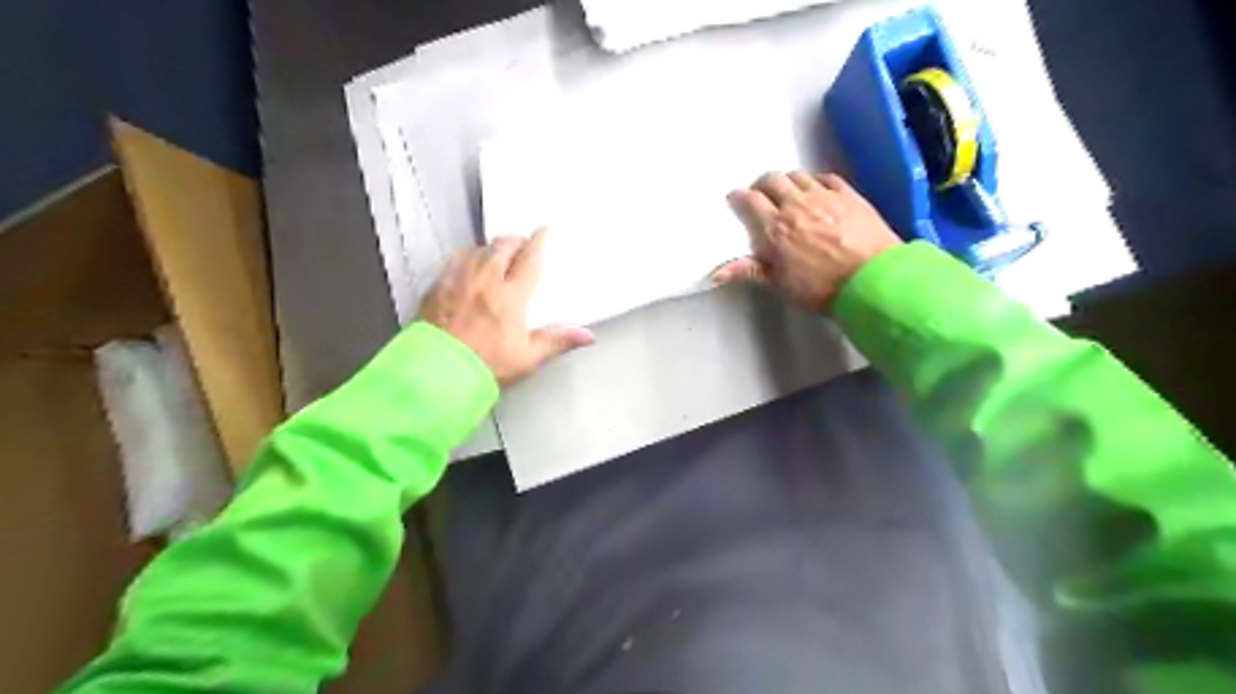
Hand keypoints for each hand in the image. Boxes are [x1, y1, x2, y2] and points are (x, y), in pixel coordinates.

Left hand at [419, 230, 594, 386]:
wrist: (437, 373)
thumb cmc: (482, 365)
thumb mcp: (527, 357)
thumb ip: (557, 341)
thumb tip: (584, 336)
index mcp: (511, 296)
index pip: (530, 259)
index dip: (539, 242)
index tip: (544, 233)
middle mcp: (485, 281)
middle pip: (503, 246)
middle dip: (515, 241)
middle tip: (522, 245)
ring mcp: (459, 280)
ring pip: (478, 249)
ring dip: (491, 248)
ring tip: (497, 254)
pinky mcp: (437, 287)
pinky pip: (455, 261)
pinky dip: (466, 257)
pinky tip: (468, 265)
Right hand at [710, 171, 904, 311]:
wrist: (872, 281)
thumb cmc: (821, 288)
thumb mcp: (780, 284)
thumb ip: (749, 272)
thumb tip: (715, 273)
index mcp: (775, 227)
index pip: (750, 201)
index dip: (740, 197)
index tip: (736, 199)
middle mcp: (796, 204)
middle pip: (772, 180)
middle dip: (762, 184)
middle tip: (761, 194)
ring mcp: (824, 196)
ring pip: (798, 175)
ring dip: (788, 181)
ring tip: (789, 192)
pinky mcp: (849, 195)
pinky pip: (826, 177)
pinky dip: (815, 181)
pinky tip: (817, 189)